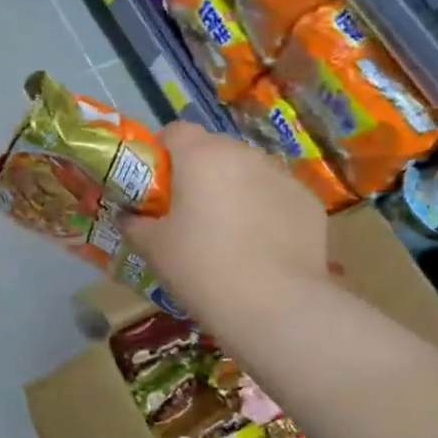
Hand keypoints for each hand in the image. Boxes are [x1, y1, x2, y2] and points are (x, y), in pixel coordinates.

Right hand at [125, 123, 332, 317]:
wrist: (276, 306)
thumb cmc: (202, 267)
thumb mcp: (153, 248)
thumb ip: (135, 223)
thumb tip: (128, 216)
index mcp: (201, 155)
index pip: (175, 131)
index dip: (162, 154)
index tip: (156, 186)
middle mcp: (244, 154)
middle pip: (214, 150)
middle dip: (200, 173)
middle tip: (189, 212)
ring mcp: (282, 176)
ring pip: (248, 172)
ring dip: (235, 189)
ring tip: (228, 232)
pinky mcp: (309, 202)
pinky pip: (276, 196)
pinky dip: (265, 210)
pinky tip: (261, 246)